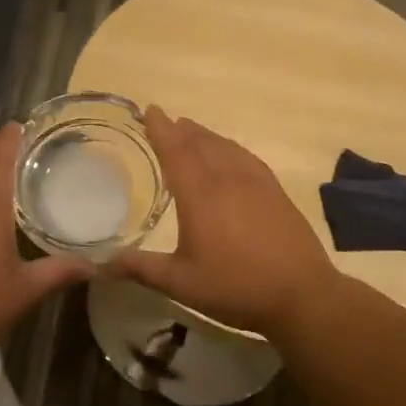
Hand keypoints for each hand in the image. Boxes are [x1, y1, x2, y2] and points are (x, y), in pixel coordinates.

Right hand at [109, 106, 336, 335]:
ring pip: (225, 147)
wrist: (302, 295)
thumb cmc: (235, 287)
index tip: (150, 110)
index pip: (176, 151)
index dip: (161, 129)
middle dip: (181, 130)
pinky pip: (246, 157)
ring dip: (205, 136)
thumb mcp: (181, 283)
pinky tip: (229, 154)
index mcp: (200, 195)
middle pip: (200, 143)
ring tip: (191, 130)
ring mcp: (256, 183)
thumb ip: (142, 268)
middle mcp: (227, 179)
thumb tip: (103, 263)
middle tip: (166, 120)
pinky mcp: (275, 192)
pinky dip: (230, 147)